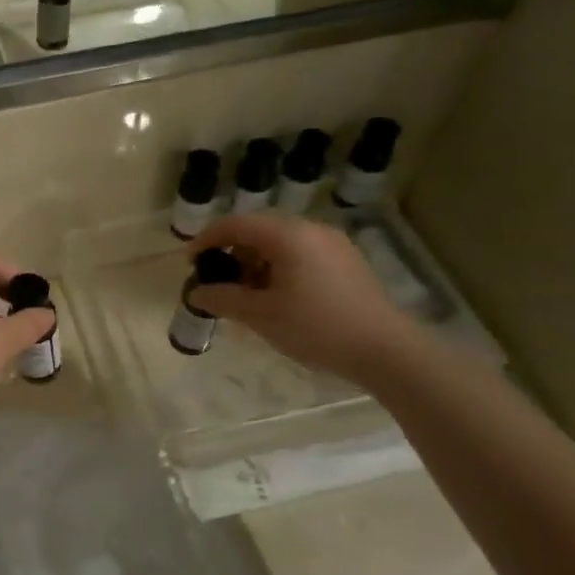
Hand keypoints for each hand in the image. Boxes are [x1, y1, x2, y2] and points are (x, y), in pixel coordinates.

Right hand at [188, 214, 418, 383]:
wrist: (384, 350)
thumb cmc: (317, 328)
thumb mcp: (261, 315)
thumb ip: (224, 299)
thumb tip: (196, 293)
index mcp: (288, 235)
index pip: (236, 224)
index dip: (207, 239)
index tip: (190, 262)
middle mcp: (311, 230)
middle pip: (258, 230)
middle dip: (231, 252)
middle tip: (216, 280)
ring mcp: (332, 244)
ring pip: (280, 242)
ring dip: (254, 262)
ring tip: (244, 294)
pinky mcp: (345, 262)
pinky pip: (300, 254)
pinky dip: (278, 268)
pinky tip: (275, 297)